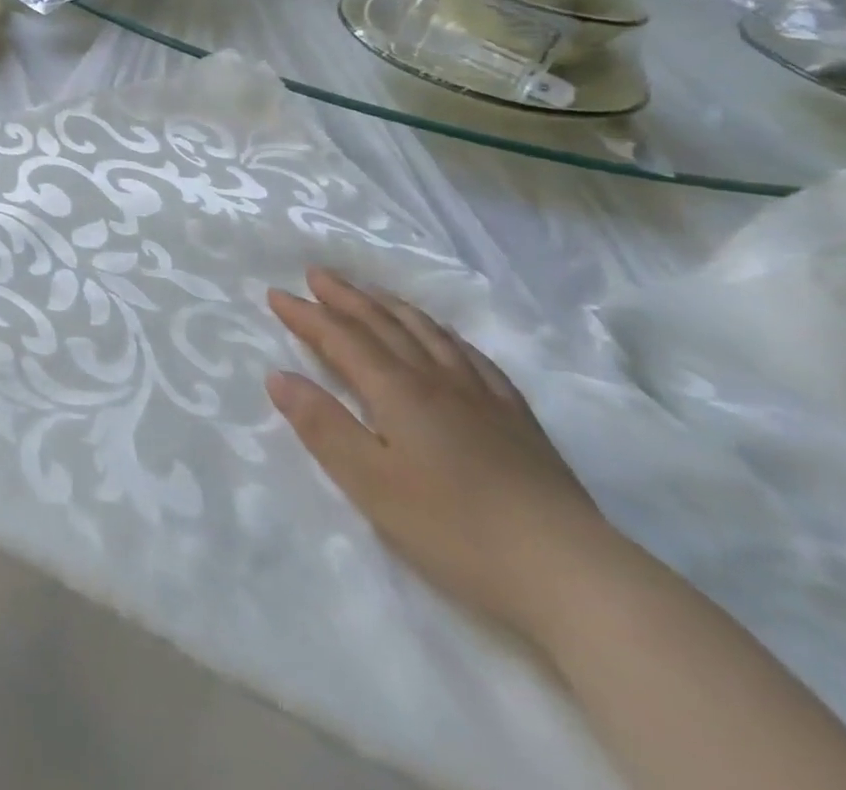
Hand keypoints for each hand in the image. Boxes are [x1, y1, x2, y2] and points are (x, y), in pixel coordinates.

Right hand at [266, 268, 609, 647]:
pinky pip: (474, 358)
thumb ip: (321, 425)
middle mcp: (436, 379)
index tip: (275, 293)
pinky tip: (445, 338)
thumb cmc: (453, 528)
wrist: (570, 572)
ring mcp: (482, 396)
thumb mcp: (369, 482)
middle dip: (346, 297)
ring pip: (428, 333)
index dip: (306, 314)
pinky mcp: (517, 419)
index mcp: (396, 390)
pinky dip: (446, 336)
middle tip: (317, 273)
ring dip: (392, 307)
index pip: (341, 338)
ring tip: (371, 292)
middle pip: (384, 324)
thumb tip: (278, 376)